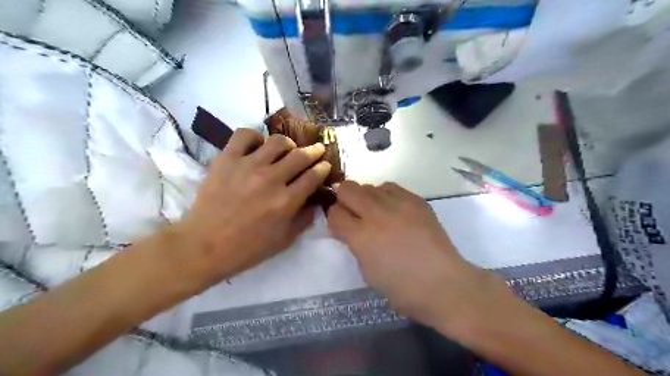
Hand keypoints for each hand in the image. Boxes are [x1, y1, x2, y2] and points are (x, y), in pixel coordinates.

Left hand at [167, 127, 328, 288]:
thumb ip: (304, 220)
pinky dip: (255, 137)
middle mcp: (271, 179)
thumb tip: (315, 203)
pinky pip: (244, 135)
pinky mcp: (227, 159)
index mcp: (287, 201)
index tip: (325, 165)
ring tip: (287, 149)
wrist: (204, 246)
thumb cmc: (247, 248)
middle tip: (317, 150)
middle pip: (301, 155)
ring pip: (277, 142)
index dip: (323, 168)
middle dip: (314, 151)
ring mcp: (248, 166)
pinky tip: (258, 146)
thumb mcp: (284, 240)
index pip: (313, 176)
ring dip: (289, 144)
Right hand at [329, 183, 507, 332]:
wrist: (444, 284)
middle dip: (344, 200)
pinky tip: (392, 209)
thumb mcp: (367, 271)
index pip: (334, 213)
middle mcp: (377, 214)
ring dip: (365, 197)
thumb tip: (350, 228)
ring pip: (369, 185)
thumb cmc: (402, 288)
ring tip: (375, 212)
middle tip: (353, 213)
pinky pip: (391, 187)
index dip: (334, 219)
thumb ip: (354, 244)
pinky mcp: (416, 200)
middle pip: (348, 189)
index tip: (340, 226)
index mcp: (362, 237)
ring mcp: (399, 204)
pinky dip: (385, 195)